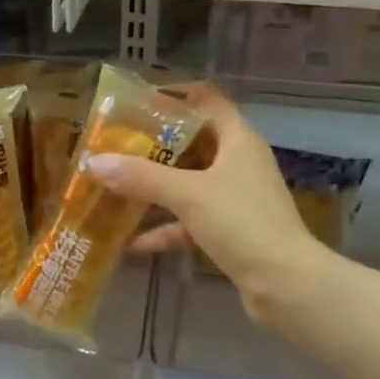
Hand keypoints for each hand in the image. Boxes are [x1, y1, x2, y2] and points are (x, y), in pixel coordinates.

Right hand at [84, 84, 326, 324]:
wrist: (285, 283)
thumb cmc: (242, 223)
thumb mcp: (187, 194)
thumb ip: (141, 177)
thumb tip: (94, 162)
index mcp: (238, 140)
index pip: (208, 100)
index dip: (176, 95)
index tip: (138, 102)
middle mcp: (239, 163)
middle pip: (194, 143)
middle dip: (155, 146)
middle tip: (117, 146)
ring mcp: (237, 199)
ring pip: (190, 184)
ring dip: (157, 188)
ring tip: (117, 188)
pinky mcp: (232, 231)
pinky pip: (192, 221)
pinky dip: (167, 228)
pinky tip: (134, 243)